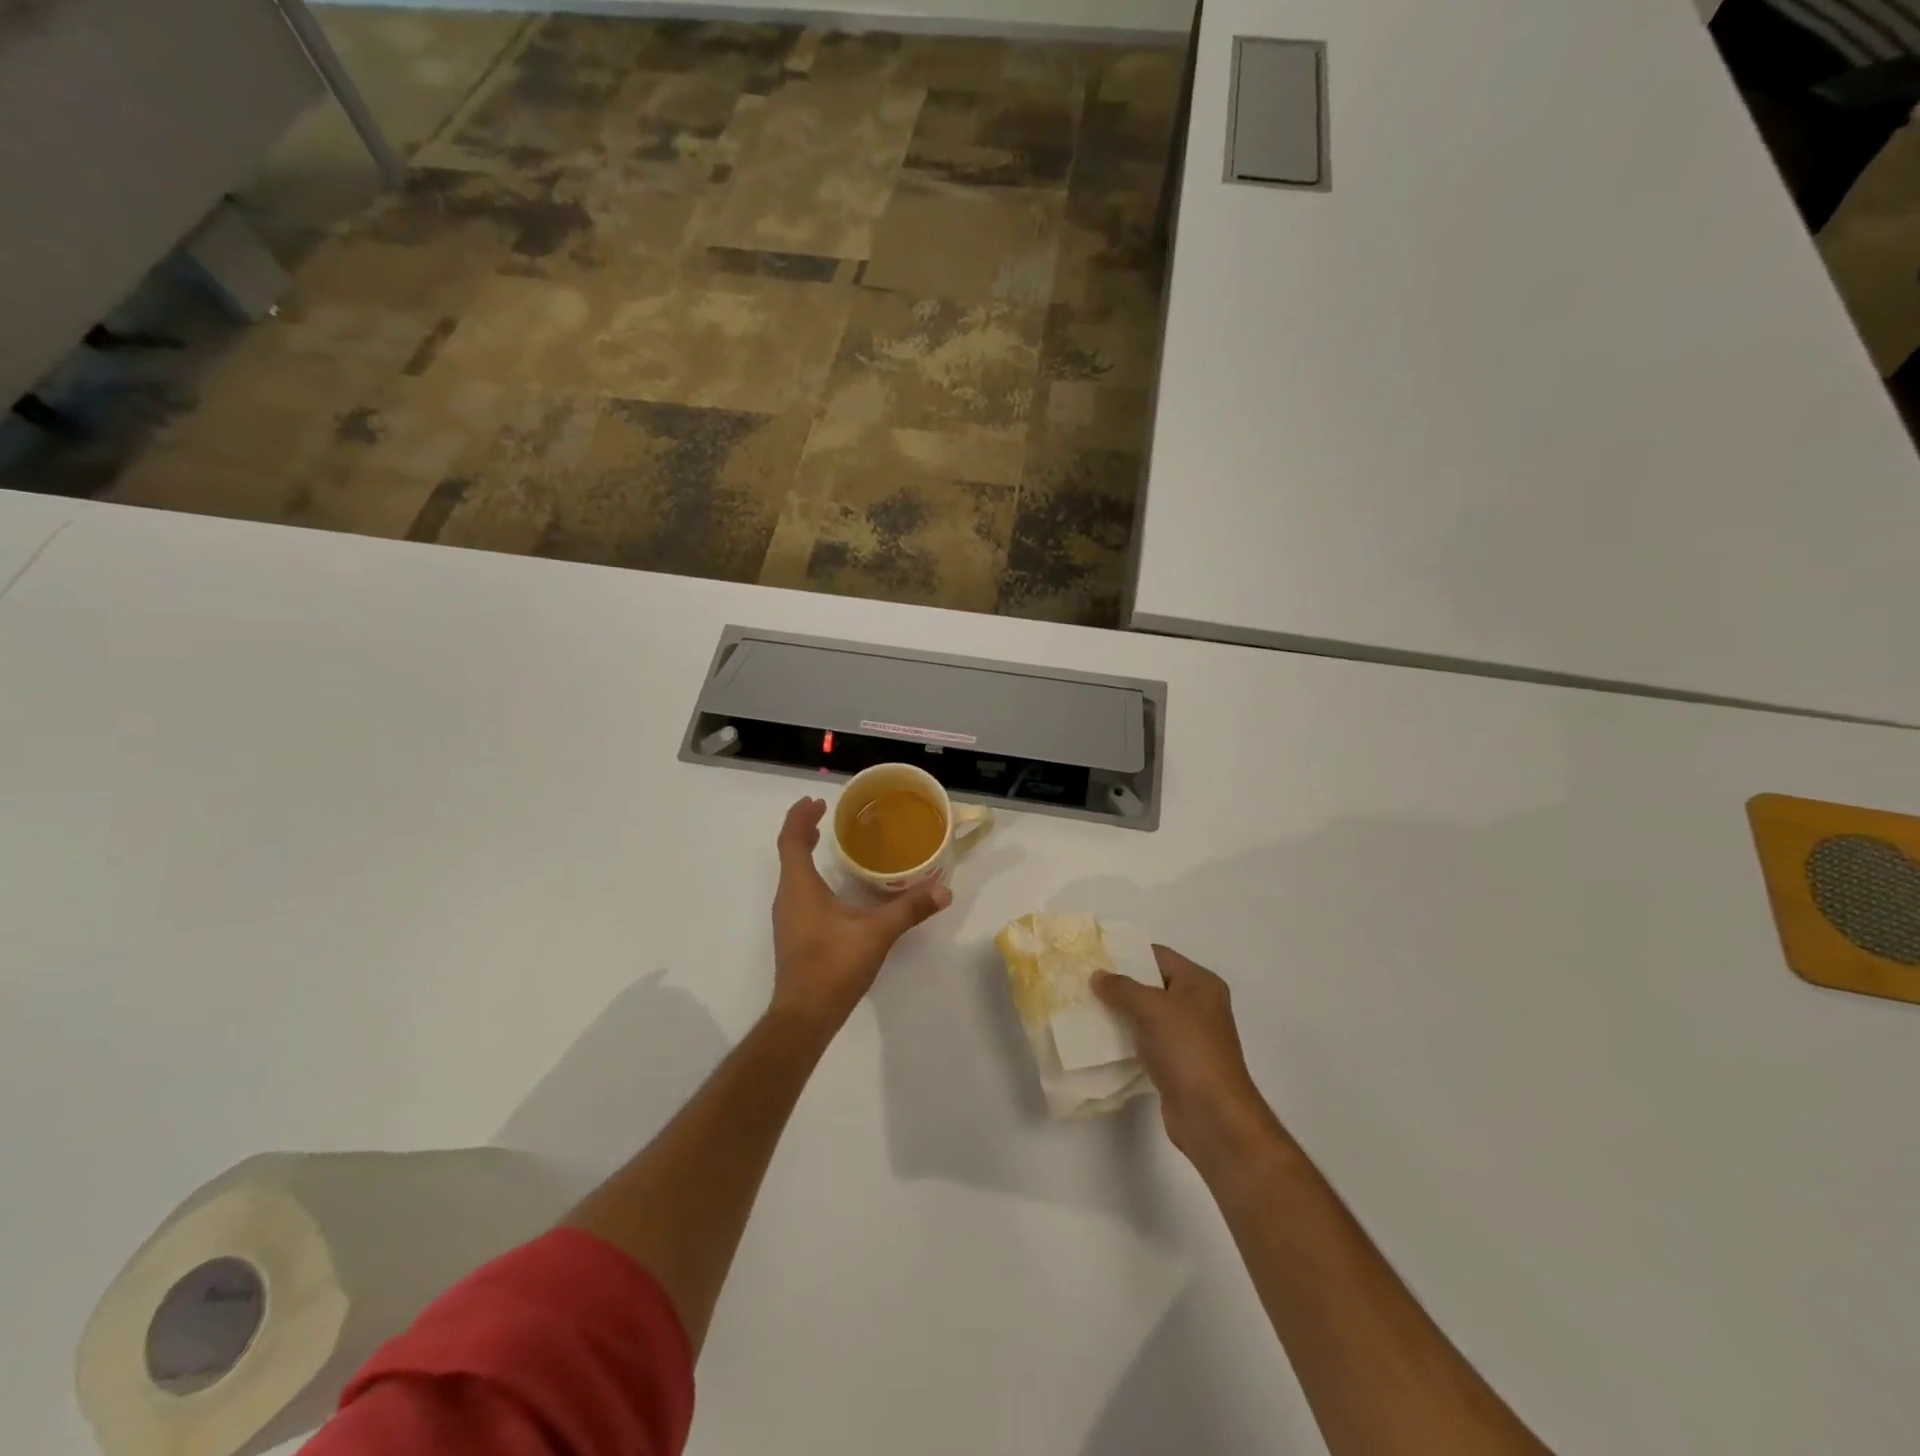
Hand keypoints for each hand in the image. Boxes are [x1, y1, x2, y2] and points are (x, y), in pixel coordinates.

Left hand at [770, 798, 950, 1034]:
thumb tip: (943, 890)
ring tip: (829, 841)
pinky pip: (798, 891)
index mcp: (800, 887)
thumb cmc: (833, 966)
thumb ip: (909, 909)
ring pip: (793, 874)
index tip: (816, 802)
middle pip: (790, 854)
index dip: (800, 817)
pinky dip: (810, 875)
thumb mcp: (876, 934)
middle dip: (805, 830)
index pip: (791, 840)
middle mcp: (788, 897)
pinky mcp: (794, 934)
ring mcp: (788, 918)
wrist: (804, 1016)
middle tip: (824, 814)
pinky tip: (834, 886)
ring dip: (806, 853)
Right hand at [1093, 946, 1284, 1173]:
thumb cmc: (1187, 1050)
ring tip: (1085, 1006)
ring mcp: (1188, 1036)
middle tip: (1084, 980)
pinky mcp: (1177, 1063)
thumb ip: (1122, 988)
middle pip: (1152, 984)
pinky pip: (1146, 1040)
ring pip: (1147, 1014)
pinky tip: (1099, 1038)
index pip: (1158, 956)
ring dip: (1120, 1012)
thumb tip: (1097, 975)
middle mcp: (1197, 1005)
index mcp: (1200, 983)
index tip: (1094, 954)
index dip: (1127, 953)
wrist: (1212, 1116)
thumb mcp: (1152, 1008)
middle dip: (1120, 983)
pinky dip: (1126, 1037)